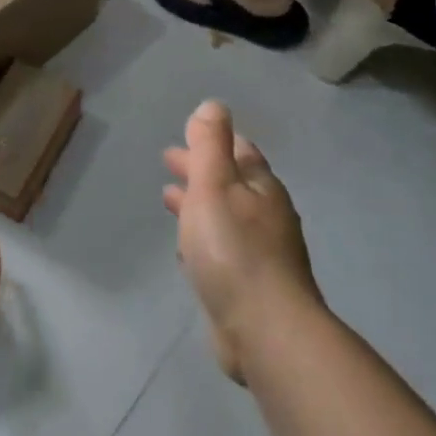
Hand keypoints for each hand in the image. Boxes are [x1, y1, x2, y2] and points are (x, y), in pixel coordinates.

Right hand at [163, 101, 322, 384]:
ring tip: (169, 198)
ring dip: (198, 203)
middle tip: (169, 161)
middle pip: (231, 183)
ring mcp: (260, 254)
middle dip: (201, 170)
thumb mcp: (215, 185)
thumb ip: (210, 145)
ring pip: (224, 217)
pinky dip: (201, 237)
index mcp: (261, 188)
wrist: (263, 330)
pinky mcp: (248, 287)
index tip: (189, 135)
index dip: (214, 141)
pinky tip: (184, 248)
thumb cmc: (233, 249)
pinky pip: (220, 250)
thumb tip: (213, 105)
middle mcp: (266, 217)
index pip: (240, 152)